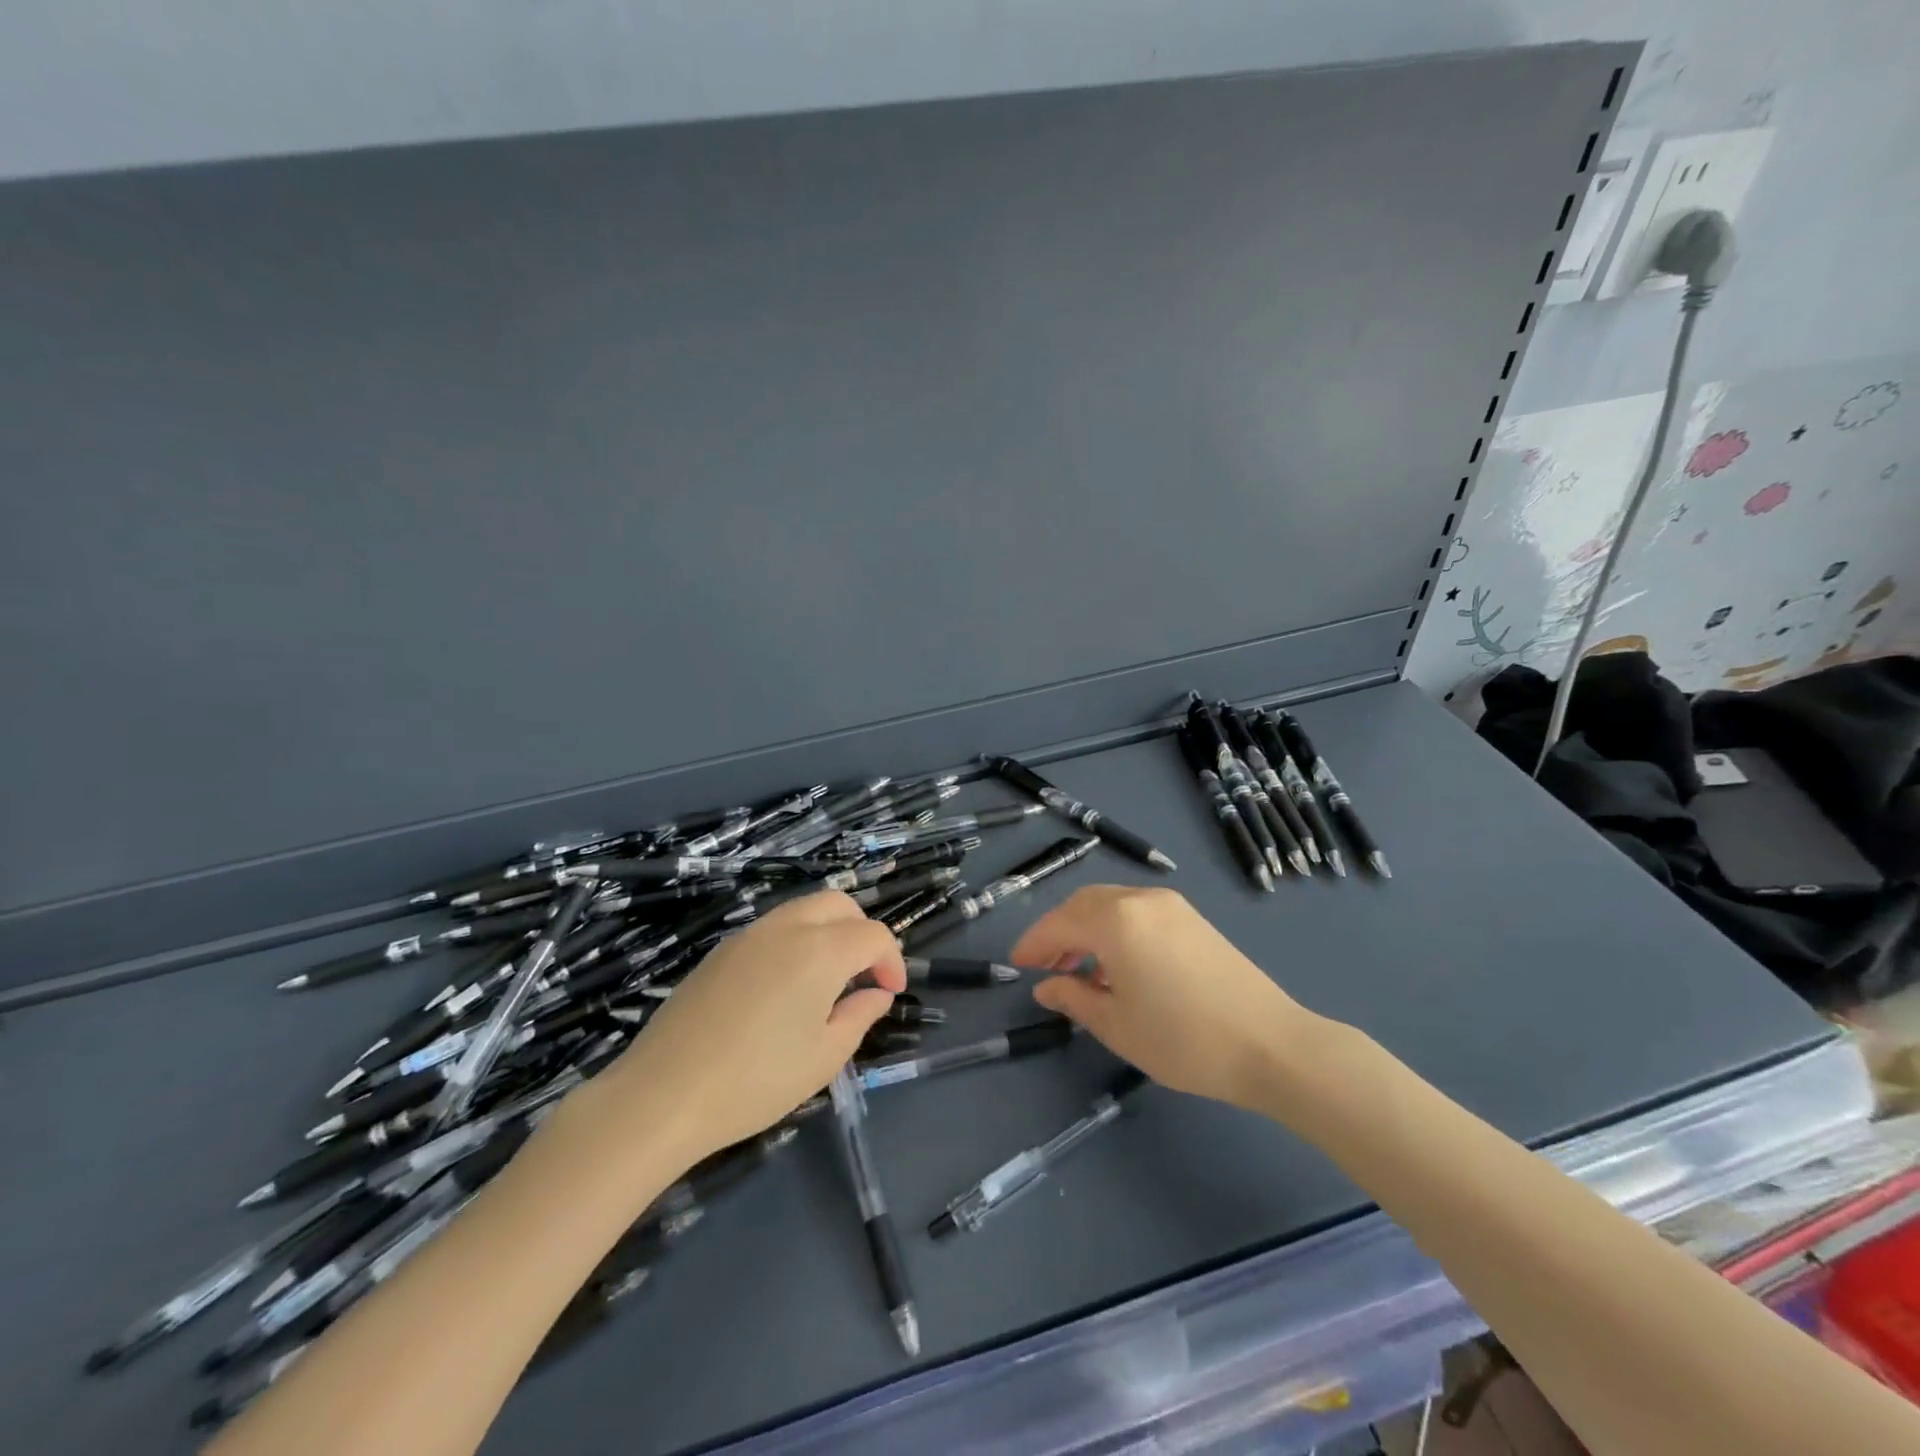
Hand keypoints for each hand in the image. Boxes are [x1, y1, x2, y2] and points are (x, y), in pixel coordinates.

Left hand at [598, 891, 904, 1160]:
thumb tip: (876, 993)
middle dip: (862, 933)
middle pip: (839, 904)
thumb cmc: (756, 1081)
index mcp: (820, 950)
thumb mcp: (824, 1057)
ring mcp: (749, 934)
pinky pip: (773, 928)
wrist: (662, 1095)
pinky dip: (796, 940)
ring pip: (804, 909)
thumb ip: (859, 1015)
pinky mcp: (721, 950)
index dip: (891, 961)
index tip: (890, 994)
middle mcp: (787, 927)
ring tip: (827, 982)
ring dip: (828, 932)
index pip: (873, 935)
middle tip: (863, 977)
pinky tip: (785, 988)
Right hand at [1013, 885, 1320, 1110]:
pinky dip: (1115, 928)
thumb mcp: (1116, 1025)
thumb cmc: (1183, 1039)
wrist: (1270, 1044)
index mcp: (1116, 921)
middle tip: (1045, 965)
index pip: (1060, 923)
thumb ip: (1073, 998)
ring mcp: (1170, 906)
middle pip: (1084, 904)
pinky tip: (1117, 964)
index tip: (1017, 964)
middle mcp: (1141, 899)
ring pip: (1111, 904)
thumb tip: (1046, 986)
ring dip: (1087, 928)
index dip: (1034, 942)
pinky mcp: (1192, 918)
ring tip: (1079, 969)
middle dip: (1059, 931)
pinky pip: (1137, 911)